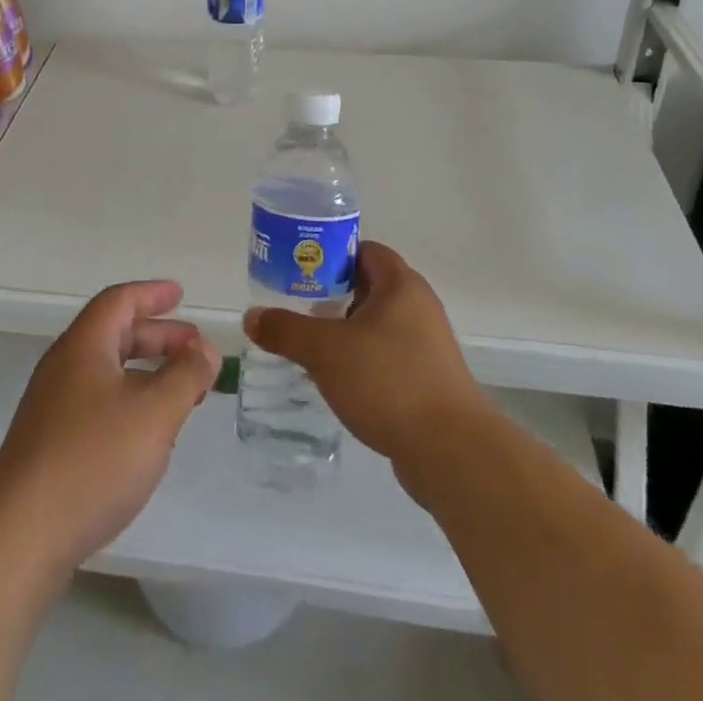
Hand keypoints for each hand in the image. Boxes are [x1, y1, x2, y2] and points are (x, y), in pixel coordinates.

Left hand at [0, 281, 219, 575]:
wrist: (20, 536)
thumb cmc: (93, 459)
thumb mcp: (155, 412)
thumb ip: (186, 376)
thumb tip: (205, 349)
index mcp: (84, 345)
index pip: (120, 301)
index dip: (152, 294)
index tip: (180, 295)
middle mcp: (64, 367)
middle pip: (114, 335)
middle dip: (158, 337)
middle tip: (194, 349)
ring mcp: (52, 407)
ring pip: (107, 372)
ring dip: (146, 373)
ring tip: (181, 392)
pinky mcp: (49, 445)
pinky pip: (97, 403)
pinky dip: (129, 402)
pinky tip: (147, 434)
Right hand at [244, 241, 488, 476]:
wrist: (451, 452)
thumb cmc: (388, 381)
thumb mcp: (325, 351)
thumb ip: (286, 330)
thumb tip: (251, 317)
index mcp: (401, 285)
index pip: (364, 250)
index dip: (331, 253)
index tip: (301, 268)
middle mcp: (419, 307)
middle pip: (369, 287)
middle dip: (332, 295)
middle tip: (298, 306)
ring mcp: (427, 346)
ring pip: (377, 325)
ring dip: (345, 332)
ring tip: (310, 345)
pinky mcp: (429, 381)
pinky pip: (387, 357)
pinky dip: (362, 361)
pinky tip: (337, 382)